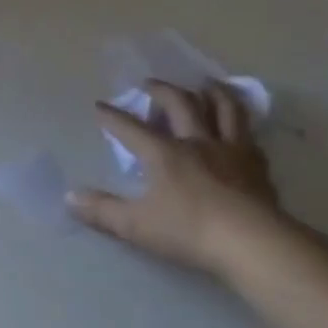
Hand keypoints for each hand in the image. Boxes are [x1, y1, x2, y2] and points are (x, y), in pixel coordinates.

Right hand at [68, 80, 291, 278]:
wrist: (252, 243)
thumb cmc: (188, 231)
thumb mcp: (135, 225)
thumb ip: (102, 210)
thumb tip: (69, 197)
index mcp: (164, 154)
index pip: (131, 128)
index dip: (112, 117)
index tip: (99, 106)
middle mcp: (197, 142)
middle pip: (180, 105)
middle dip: (162, 91)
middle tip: (151, 84)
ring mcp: (232, 151)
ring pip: (224, 109)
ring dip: (212, 93)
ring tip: (206, 85)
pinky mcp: (258, 166)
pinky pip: (250, 137)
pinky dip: (242, 126)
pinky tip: (241, 130)